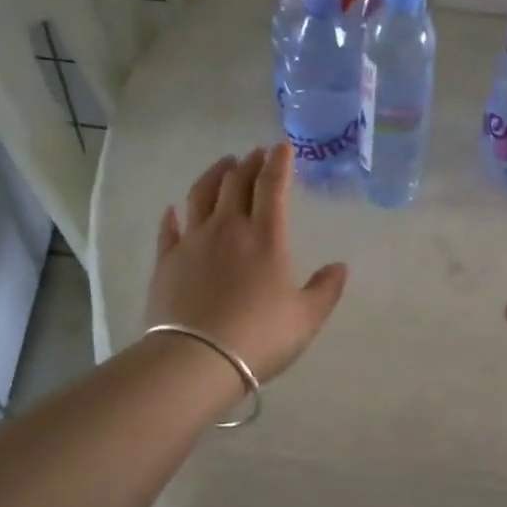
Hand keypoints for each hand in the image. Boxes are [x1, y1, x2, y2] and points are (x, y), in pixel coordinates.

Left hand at [145, 144, 348, 382]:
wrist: (197, 359)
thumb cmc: (259, 336)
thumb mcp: (306, 318)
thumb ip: (325, 290)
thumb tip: (340, 267)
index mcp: (265, 236)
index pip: (272, 186)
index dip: (279, 163)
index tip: (282, 147)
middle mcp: (227, 228)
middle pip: (235, 182)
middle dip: (249, 163)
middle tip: (256, 154)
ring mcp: (193, 241)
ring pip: (201, 194)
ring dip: (214, 174)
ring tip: (223, 165)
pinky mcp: (167, 261)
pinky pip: (170, 229)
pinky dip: (174, 215)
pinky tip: (174, 210)